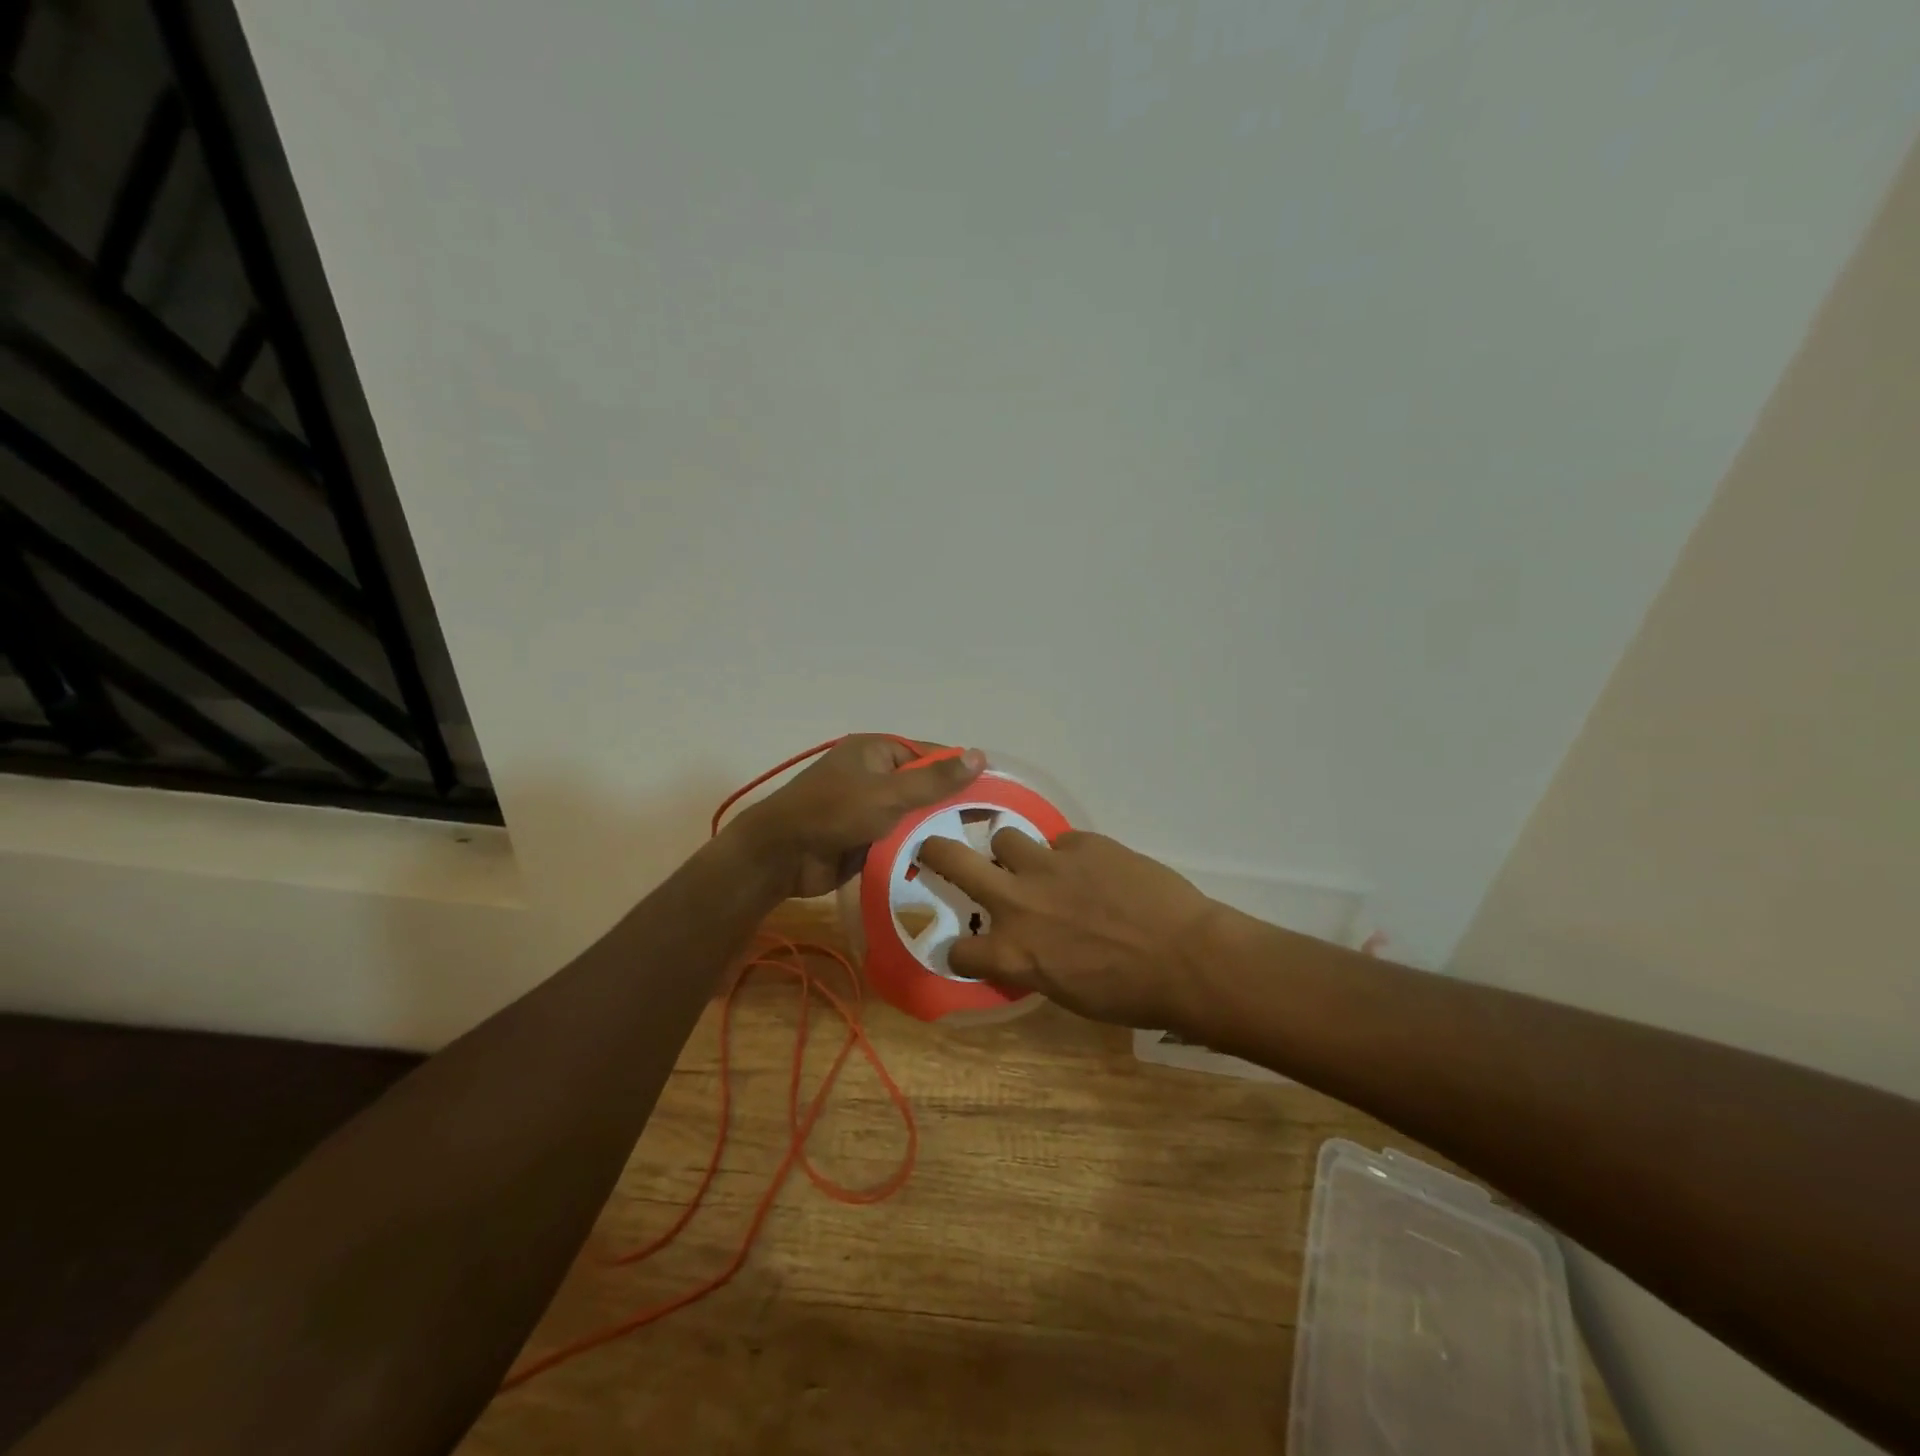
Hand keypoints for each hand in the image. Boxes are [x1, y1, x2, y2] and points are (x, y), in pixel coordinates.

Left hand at [731, 736, 985, 899]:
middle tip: (992, 825)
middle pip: (924, 786)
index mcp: (877, 751)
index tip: (996, 792)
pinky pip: (900, 837)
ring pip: (914, 815)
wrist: (781, 856)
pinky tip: (948, 861)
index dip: (961, 771)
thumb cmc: (833, 813)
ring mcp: (869, 807)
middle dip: (951, 804)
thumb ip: (934, 779)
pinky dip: (918, 846)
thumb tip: (980, 755)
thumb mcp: (888, 794)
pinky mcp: (866, 836)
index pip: (930, 755)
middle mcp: (875, 774)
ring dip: (935, 828)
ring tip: (978, 847)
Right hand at [915, 829, 1221, 1029]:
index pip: (957, 950)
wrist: (1187, 958)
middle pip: (952, 860)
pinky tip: (1096, 871)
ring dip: (1013, 853)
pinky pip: (1061, 842)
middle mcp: (1017, 902)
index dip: (960, 950)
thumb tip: (1029, 946)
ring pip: (1004, 838)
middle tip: (930, 849)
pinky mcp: (1083, 843)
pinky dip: (1070, 856)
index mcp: (1012, 952)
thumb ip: (1033, 962)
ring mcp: (1048, 865)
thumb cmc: (1130, 994)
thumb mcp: (1067, 992)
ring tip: (1036, 864)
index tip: (967, 947)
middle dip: (934, 852)